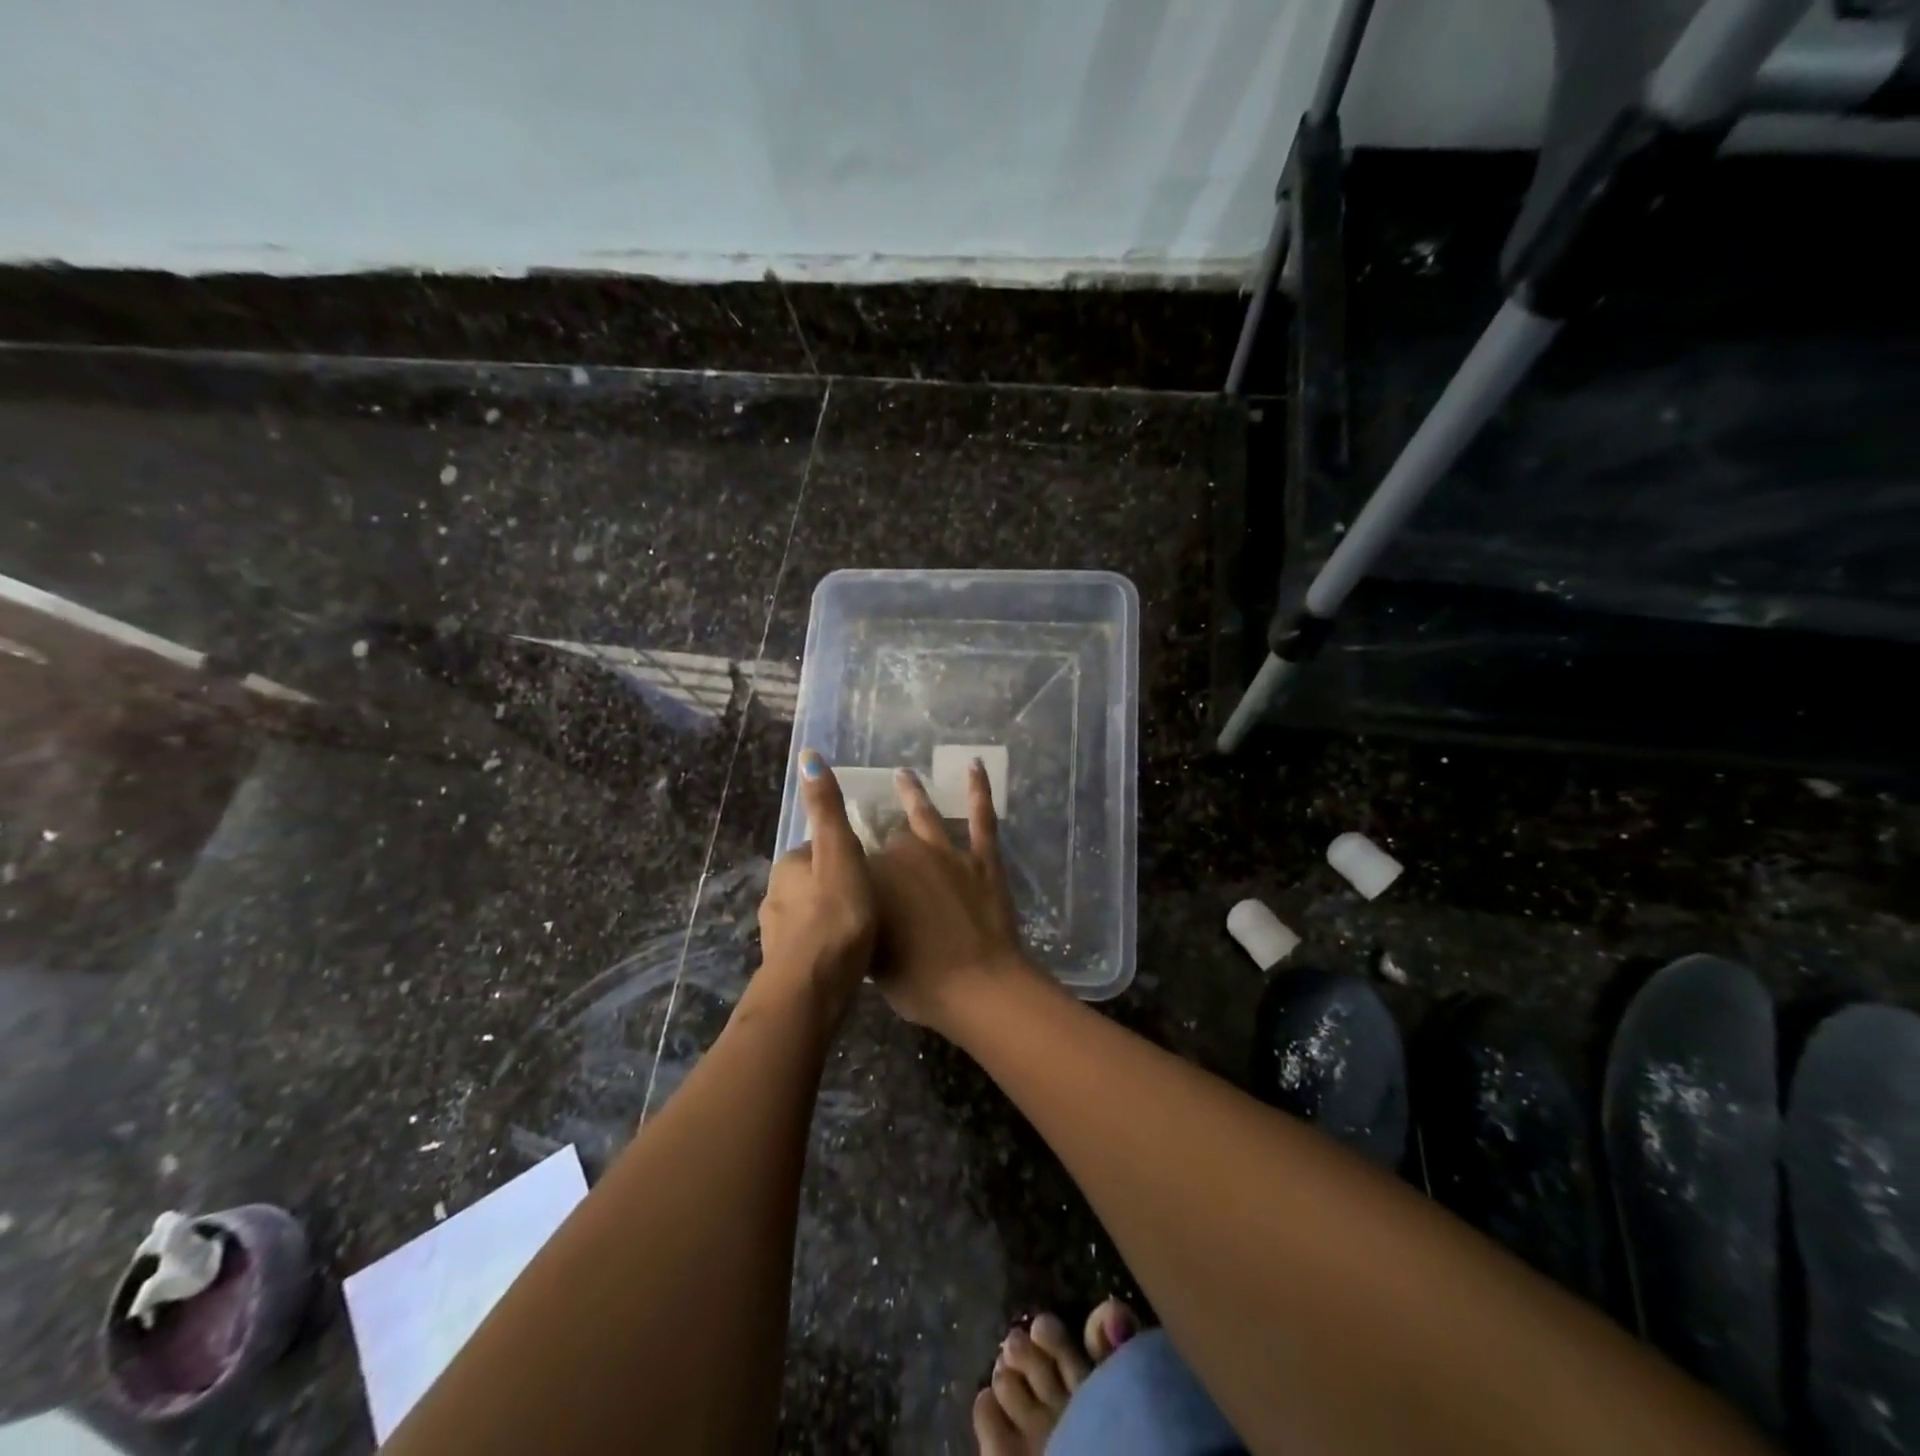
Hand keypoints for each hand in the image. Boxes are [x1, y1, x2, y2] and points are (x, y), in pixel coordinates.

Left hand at [753, 752, 877, 1025]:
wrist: (812, 989)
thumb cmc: (835, 916)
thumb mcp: (840, 853)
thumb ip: (827, 810)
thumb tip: (807, 756)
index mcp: (788, 867)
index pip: (819, 848)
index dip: (846, 854)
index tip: (871, 866)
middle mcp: (774, 896)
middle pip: (813, 880)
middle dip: (837, 885)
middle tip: (872, 897)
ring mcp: (776, 934)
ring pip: (810, 914)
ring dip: (831, 917)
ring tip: (864, 928)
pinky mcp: (784, 966)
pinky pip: (810, 945)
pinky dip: (826, 945)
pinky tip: (847, 957)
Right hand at [869, 760, 1035, 1032]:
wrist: (976, 985)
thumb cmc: (918, 981)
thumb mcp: (872, 956)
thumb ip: (863, 923)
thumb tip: (855, 908)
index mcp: (873, 879)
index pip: (854, 864)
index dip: (849, 868)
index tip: (842, 866)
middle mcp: (905, 855)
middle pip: (889, 841)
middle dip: (882, 842)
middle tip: (876, 835)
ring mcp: (947, 852)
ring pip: (924, 815)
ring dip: (912, 793)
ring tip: (903, 775)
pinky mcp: (982, 857)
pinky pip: (981, 816)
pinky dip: (979, 789)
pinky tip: (975, 764)